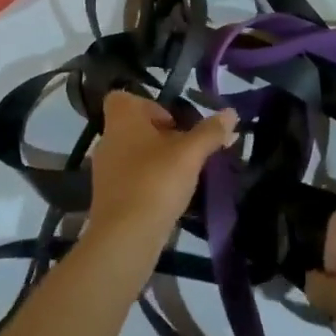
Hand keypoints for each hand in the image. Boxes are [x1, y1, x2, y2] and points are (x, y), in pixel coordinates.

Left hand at [88, 92, 236, 256]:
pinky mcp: (108, 199)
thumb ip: (210, 132)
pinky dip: (149, 184)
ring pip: (134, 155)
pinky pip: (131, 181)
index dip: (150, 105)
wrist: (124, 238)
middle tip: (188, 150)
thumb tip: (231, 113)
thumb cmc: (155, 181)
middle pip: (135, 128)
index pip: (124, 97)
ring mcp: (105, 171)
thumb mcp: (190, 153)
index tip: (174, 122)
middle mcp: (108, 140)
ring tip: (185, 176)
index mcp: (121, 119)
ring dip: (157, 161)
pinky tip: (171, 199)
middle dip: (162, 136)